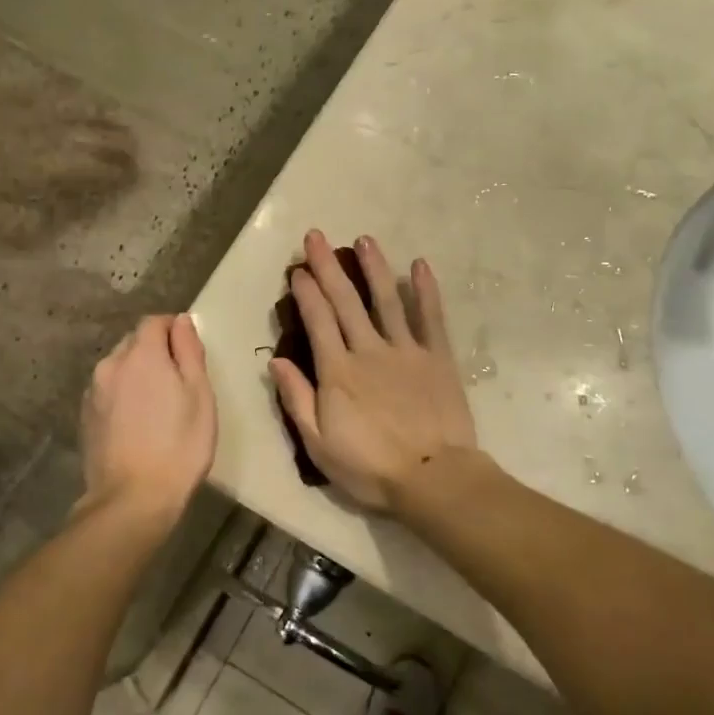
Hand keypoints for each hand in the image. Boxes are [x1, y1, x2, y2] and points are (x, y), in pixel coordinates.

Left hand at [80, 314, 216, 530]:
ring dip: (137, 373)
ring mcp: (93, 392)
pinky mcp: (85, 416)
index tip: (189, 350)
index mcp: (141, 355)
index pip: (154, 322)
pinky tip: (137, 421)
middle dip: (155, 350)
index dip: (174, 329)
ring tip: (157, 404)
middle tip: (178, 380)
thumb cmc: (179, 444)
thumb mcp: (199, 394)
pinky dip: (123, 394)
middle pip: (134, 342)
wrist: (133, 498)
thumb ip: (189, 351)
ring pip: (118, 367)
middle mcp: (111, 365)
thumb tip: (182, 320)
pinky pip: (108, 391)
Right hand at [270, 230, 477, 511]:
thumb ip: (297, 400)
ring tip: (364, 240)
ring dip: (373, 268)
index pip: (318, 321)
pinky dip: (426, 290)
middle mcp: (369, 351)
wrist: (433, 478)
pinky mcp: (437, 358)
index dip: (306, 293)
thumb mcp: (319, 445)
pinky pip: (431, 317)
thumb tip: (276, 362)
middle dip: (328, 267)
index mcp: (338, 372)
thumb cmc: (370, 468)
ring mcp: (406, 351)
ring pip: (387, 300)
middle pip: (346, 302)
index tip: (297, 269)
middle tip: (316, 236)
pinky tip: (420, 265)